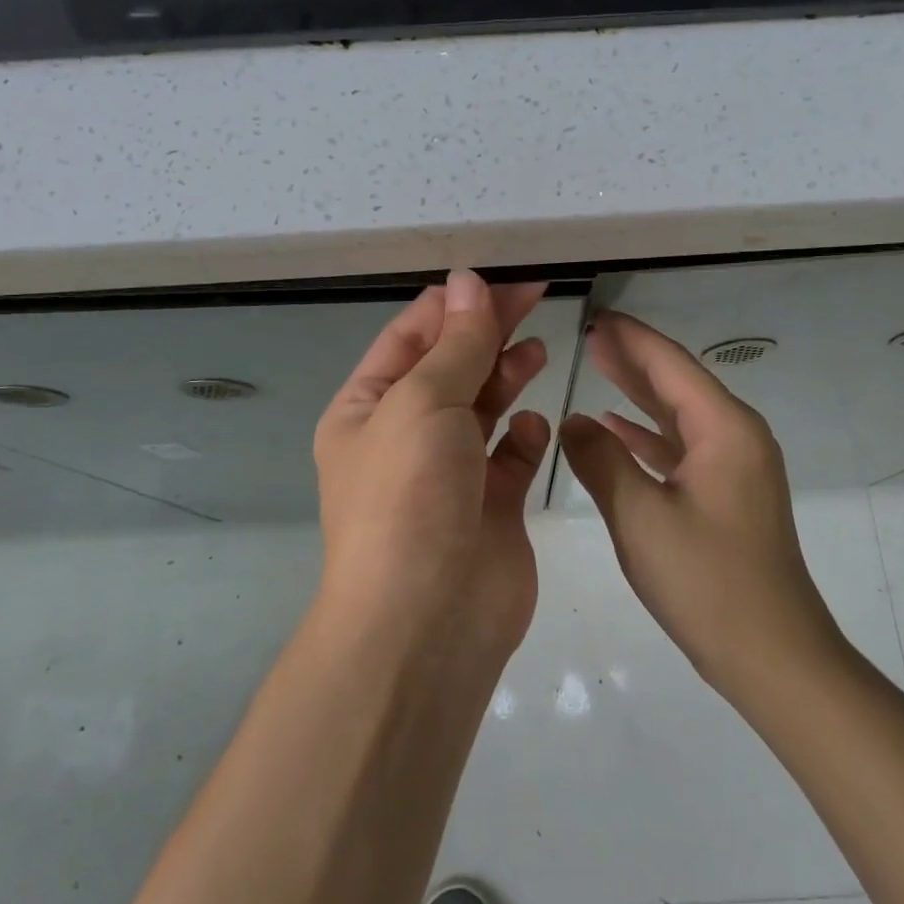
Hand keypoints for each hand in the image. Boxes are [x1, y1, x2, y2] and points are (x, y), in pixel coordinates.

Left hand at [312, 271, 552, 662]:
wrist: (427, 621)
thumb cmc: (409, 496)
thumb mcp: (423, 402)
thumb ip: (455, 344)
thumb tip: (466, 283)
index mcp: (367, 409)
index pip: (410, 338)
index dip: (453, 305)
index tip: (500, 282)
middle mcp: (404, 438)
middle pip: (451, 367)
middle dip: (487, 332)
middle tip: (536, 297)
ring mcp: (449, 474)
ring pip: (482, 408)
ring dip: (506, 376)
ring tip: (536, 352)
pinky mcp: (490, 507)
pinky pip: (510, 458)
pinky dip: (523, 438)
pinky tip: (533, 428)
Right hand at [559, 312, 843, 703]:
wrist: (773, 655)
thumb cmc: (707, 581)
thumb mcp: (640, 517)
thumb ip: (601, 461)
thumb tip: (573, 421)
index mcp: (724, 429)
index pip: (671, 364)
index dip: (631, 338)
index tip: (595, 316)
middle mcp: (737, 436)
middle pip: (678, 382)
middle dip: (633, 358)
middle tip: (590, 335)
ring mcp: (736, 467)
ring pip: (679, 415)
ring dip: (639, 393)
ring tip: (598, 366)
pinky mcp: (728, 494)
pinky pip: (683, 448)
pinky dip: (649, 436)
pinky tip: (615, 430)